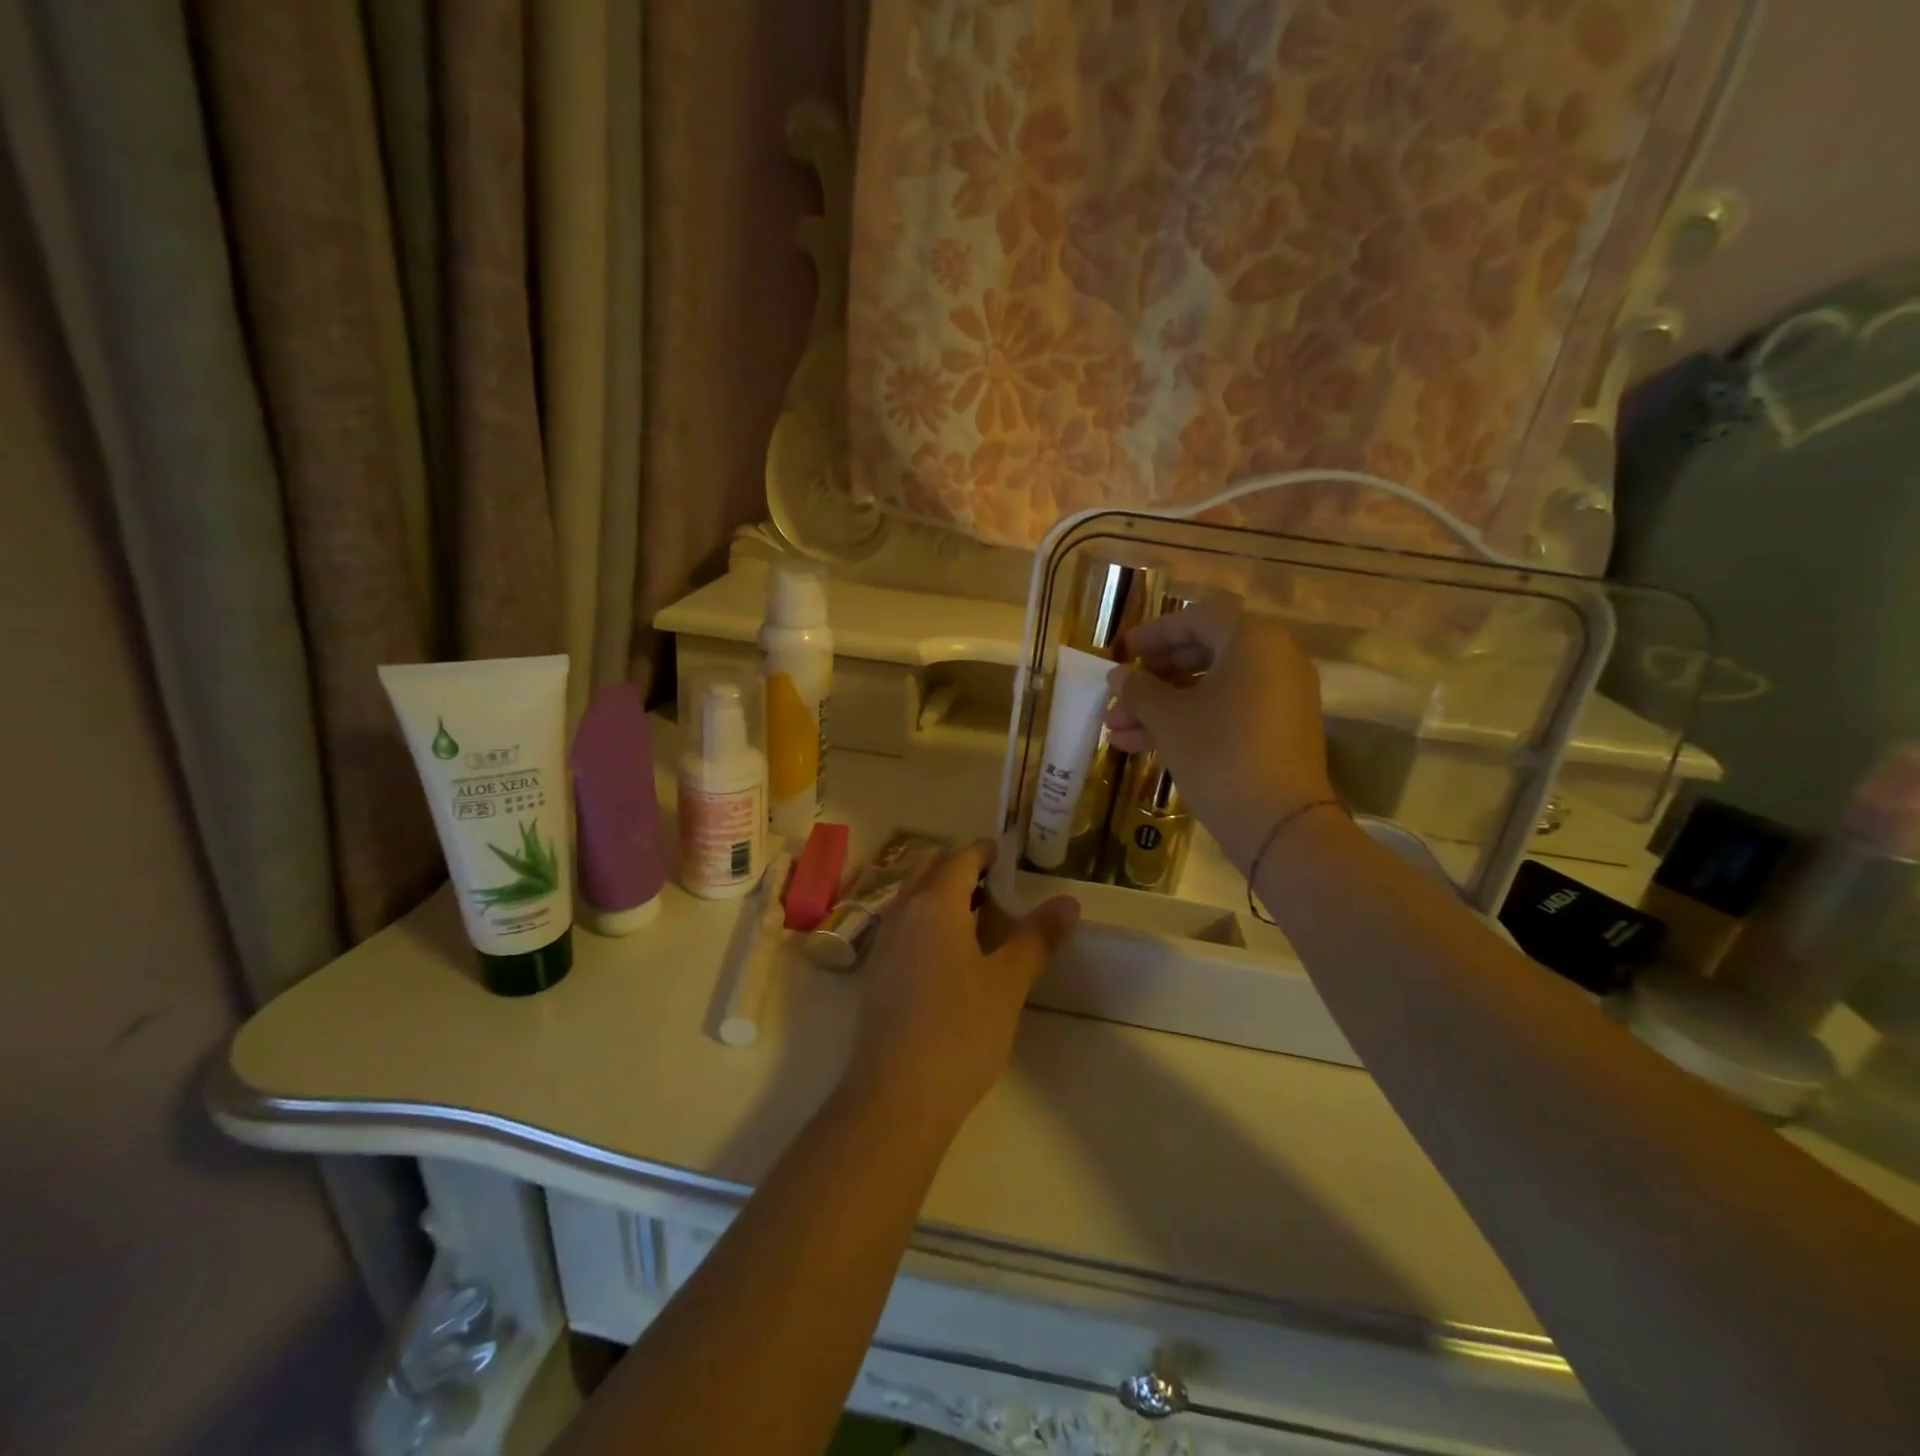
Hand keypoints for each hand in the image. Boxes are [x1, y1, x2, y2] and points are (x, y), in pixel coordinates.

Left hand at [841, 840, 1077, 1130]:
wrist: (895, 1096)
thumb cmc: (960, 1031)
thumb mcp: (1008, 983)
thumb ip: (1037, 938)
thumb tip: (1068, 902)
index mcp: (934, 904)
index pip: (960, 858)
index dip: (985, 852)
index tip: (1006, 855)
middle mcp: (903, 912)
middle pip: (929, 870)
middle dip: (960, 867)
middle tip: (995, 883)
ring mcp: (884, 943)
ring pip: (912, 897)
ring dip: (941, 893)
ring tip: (977, 914)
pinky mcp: (877, 972)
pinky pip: (903, 925)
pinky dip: (926, 919)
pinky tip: (949, 952)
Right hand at [1103, 599, 1335, 870]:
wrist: (1279, 824)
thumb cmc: (1218, 753)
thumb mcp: (1169, 718)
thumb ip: (1139, 689)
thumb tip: (1118, 675)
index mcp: (1253, 641)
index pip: (1196, 619)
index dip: (1153, 633)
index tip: (1121, 651)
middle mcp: (1274, 660)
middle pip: (1203, 654)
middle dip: (1152, 678)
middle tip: (1118, 693)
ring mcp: (1279, 698)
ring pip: (1209, 689)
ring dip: (1161, 707)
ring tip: (1116, 730)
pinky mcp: (1277, 732)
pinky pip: (1226, 712)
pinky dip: (1188, 722)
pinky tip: (1141, 745)